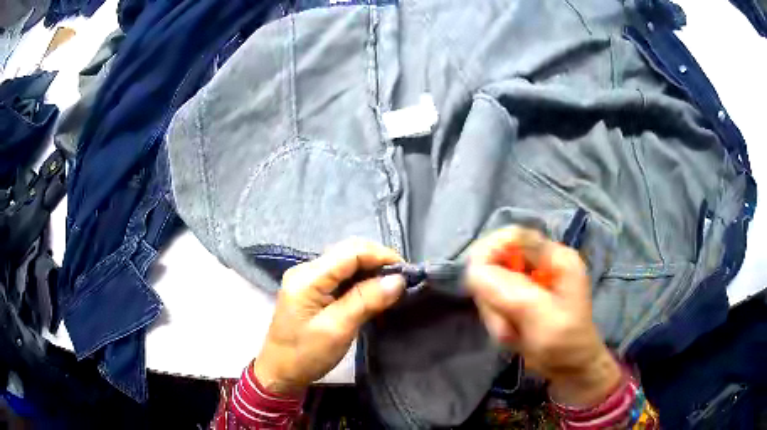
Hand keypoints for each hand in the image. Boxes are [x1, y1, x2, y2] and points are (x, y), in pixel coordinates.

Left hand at [253, 239, 405, 395]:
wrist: (280, 372)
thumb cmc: (306, 355)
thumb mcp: (337, 330)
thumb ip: (366, 301)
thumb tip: (398, 279)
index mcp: (307, 277)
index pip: (350, 251)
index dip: (381, 256)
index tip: (406, 273)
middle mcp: (306, 270)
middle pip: (348, 252)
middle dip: (378, 262)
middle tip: (401, 282)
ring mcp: (308, 279)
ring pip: (347, 263)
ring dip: (371, 271)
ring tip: (392, 288)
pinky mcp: (312, 289)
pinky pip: (341, 276)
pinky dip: (361, 281)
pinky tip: (373, 293)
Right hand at [465, 227, 621, 406]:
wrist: (570, 369)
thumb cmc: (566, 343)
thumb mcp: (543, 318)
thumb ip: (511, 293)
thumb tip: (474, 271)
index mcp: (556, 258)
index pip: (514, 236)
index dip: (489, 251)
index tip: (475, 280)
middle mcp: (541, 264)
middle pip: (498, 261)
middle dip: (492, 294)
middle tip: (502, 323)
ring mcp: (530, 282)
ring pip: (491, 283)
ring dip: (494, 312)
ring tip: (510, 333)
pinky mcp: (520, 298)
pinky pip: (493, 300)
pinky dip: (495, 319)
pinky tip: (510, 334)